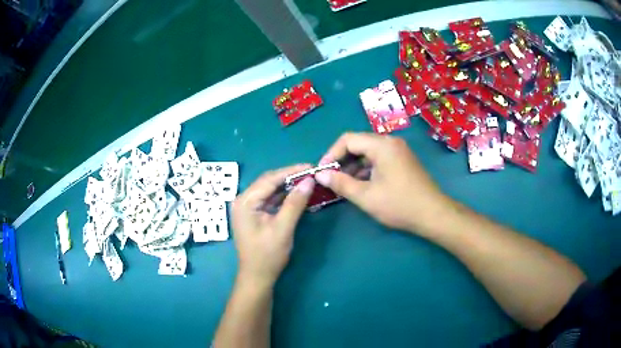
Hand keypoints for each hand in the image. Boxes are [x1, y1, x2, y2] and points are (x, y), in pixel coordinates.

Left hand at [232, 164, 314, 286]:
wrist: (257, 276)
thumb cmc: (268, 255)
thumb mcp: (283, 228)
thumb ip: (295, 203)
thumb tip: (309, 180)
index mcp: (245, 201)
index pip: (270, 179)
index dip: (291, 171)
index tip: (311, 166)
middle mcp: (243, 200)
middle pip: (268, 182)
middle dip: (289, 176)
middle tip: (311, 173)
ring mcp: (247, 207)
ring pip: (269, 190)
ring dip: (287, 186)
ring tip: (307, 181)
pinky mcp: (252, 214)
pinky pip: (269, 199)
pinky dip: (283, 196)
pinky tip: (296, 194)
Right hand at [315, 133, 448, 232]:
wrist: (433, 214)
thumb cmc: (399, 204)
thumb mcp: (366, 196)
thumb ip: (341, 183)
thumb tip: (320, 175)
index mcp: (382, 145)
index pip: (348, 139)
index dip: (331, 154)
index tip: (322, 171)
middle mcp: (390, 142)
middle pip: (358, 143)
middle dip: (342, 160)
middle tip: (331, 178)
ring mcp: (398, 150)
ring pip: (368, 152)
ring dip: (353, 165)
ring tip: (343, 183)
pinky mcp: (402, 160)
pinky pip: (378, 158)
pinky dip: (366, 168)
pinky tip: (360, 183)